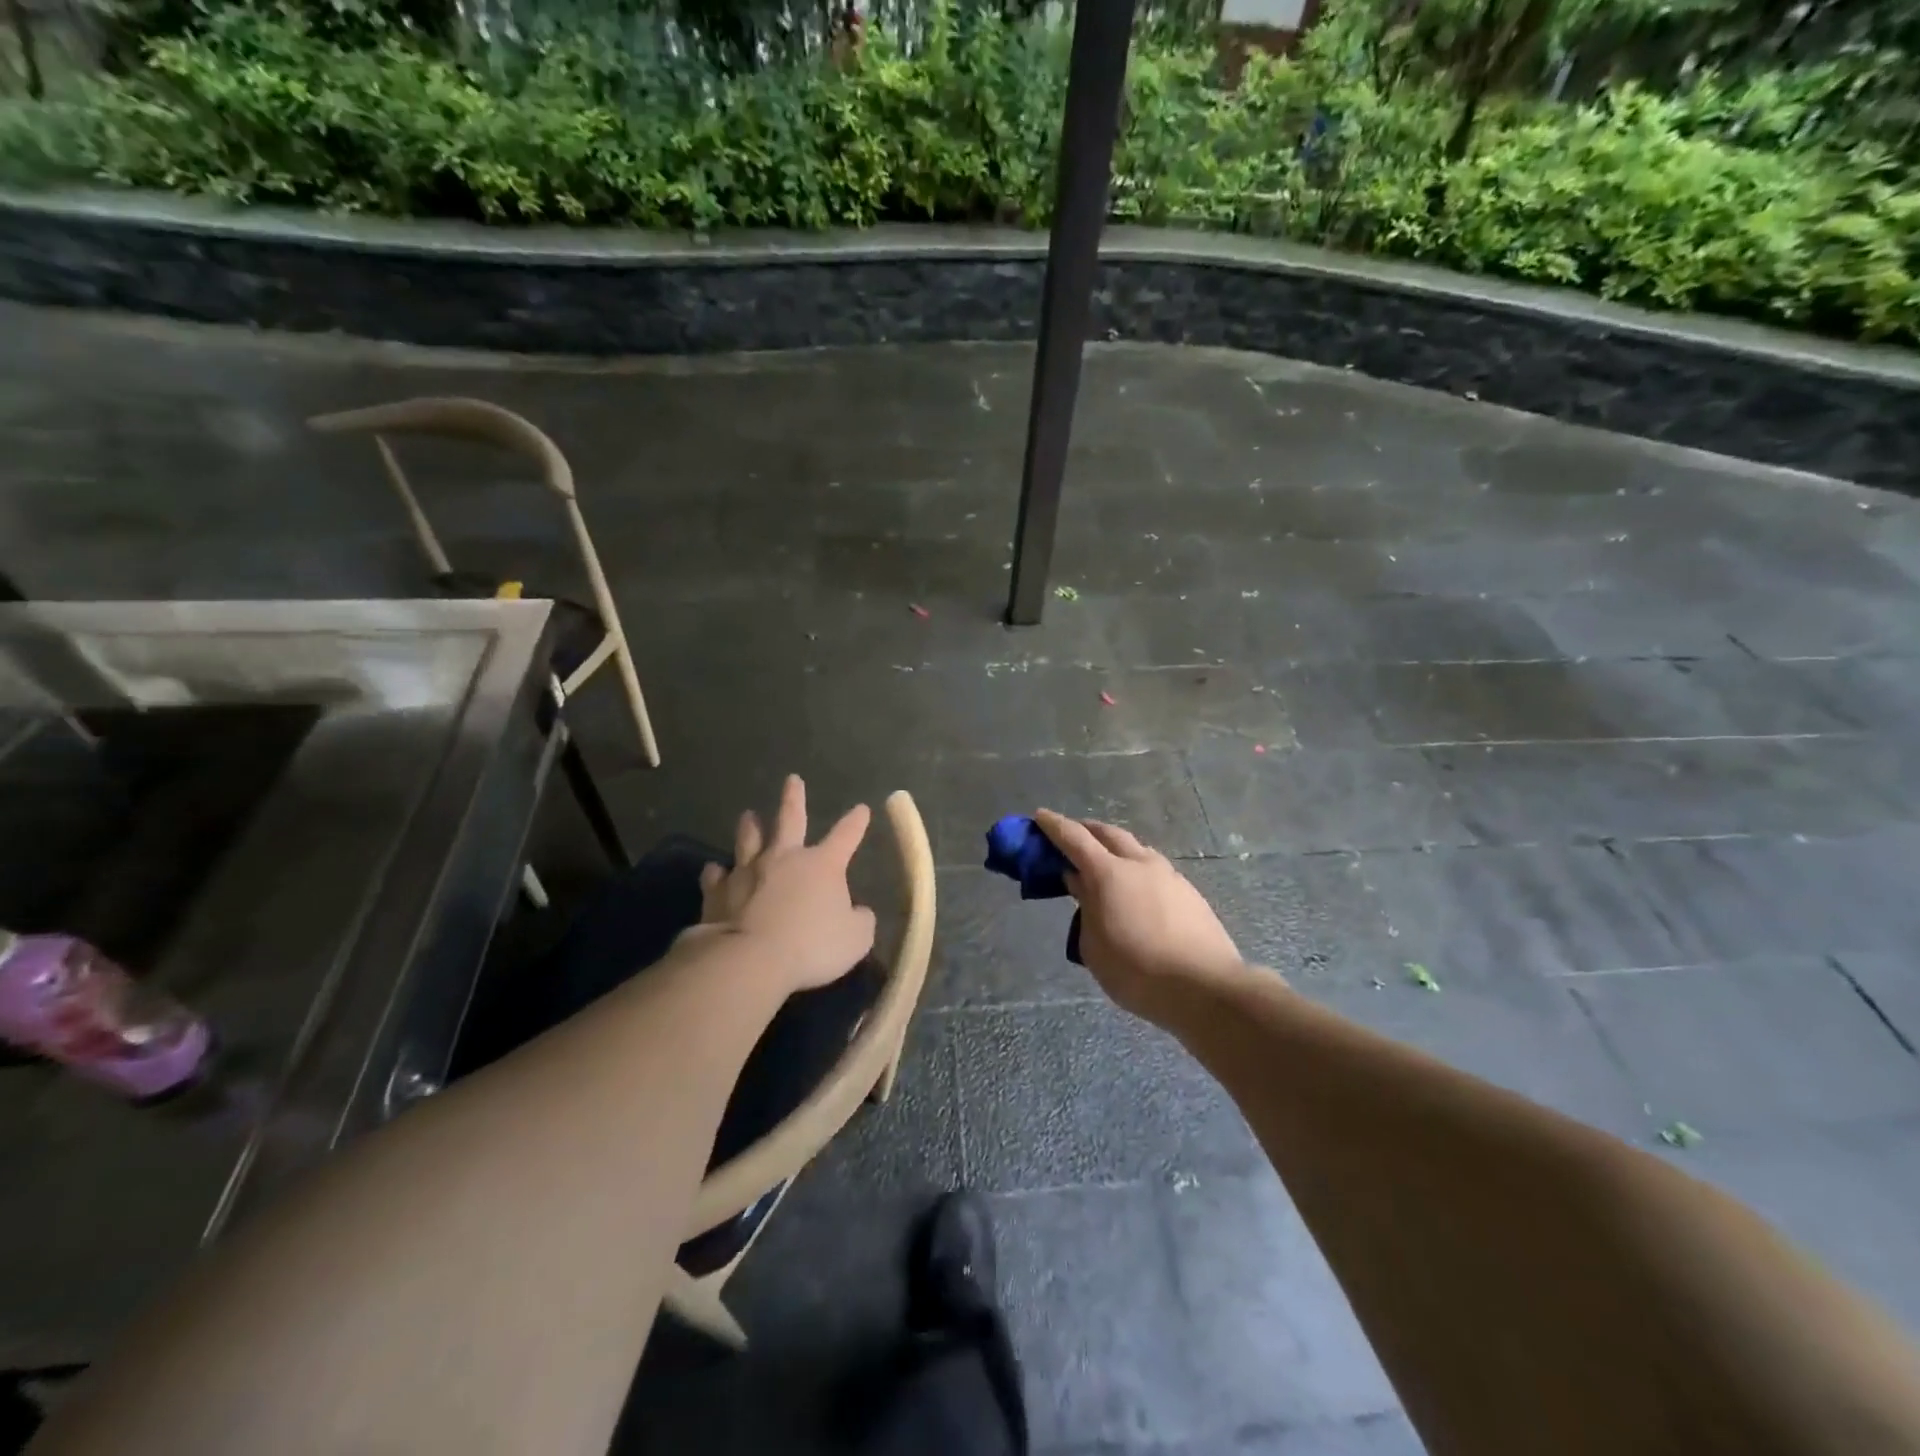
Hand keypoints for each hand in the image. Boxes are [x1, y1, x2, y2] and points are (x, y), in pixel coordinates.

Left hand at [692, 774, 877, 995]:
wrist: (751, 959)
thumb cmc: (811, 946)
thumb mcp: (855, 938)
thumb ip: (860, 921)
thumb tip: (859, 912)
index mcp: (822, 865)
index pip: (845, 836)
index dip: (855, 823)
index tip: (861, 809)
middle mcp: (784, 858)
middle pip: (790, 819)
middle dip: (794, 798)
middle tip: (792, 780)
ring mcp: (748, 872)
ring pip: (748, 840)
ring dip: (750, 826)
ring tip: (748, 815)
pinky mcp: (718, 892)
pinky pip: (715, 876)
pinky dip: (716, 872)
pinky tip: (713, 870)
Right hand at [1034, 810, 1247, 1022]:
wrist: (1206, 987)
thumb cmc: (1136, 971)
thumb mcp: (1094, 946)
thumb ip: (1084, 907)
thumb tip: (1079, 882)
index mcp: (1109, 873)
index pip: (1074, 838)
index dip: (1054, 825)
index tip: (1039, 816)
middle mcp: (1139, 864)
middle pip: (1108, 834)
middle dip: (1087, 830)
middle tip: (1071, 835)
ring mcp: (1168, 876)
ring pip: (1136, 848)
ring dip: (1115, 847)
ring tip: (1105, 862)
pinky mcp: (1189, 892)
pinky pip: (1154, 869)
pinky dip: (1136, 869)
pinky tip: (1136, 889)